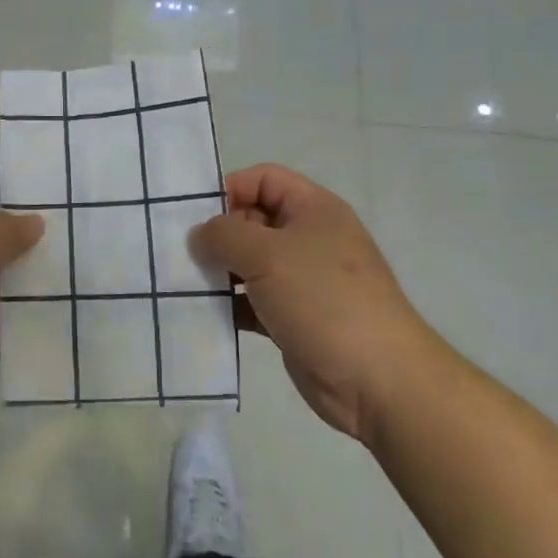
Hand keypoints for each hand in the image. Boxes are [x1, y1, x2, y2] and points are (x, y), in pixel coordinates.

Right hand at [190, 164, 437, 441]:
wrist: (377, 379)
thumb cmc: (323, 299)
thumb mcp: (267, 254)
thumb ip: (224, 235)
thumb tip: (199, 235)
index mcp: (313, 209)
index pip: (264, 179)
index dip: (229, 188)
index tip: (194, 215)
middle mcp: (309, 239)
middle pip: (252, 221)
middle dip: (217, 234)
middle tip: (181, 253)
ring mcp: (302, 281)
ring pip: (249, 265)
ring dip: (219, 273)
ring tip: (182, 283)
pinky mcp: (293, 319)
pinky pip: (252, 303)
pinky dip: (230, 306)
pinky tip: (202, 314)